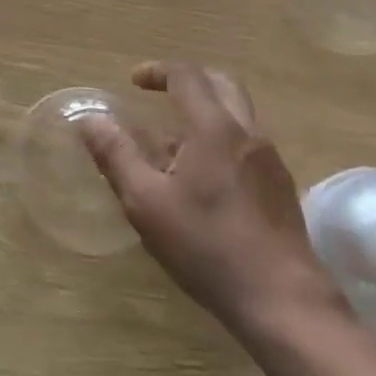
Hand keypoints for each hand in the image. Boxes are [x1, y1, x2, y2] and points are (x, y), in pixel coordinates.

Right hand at [79, 62, 342, 342]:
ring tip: (174, 144)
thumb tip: (90, 120)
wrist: (285, 303)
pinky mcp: (281, 188)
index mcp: (214, 128)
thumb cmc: (208, 247)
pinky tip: (203, 178)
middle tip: (160, 95)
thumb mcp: (146, 202)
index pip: (187, 77)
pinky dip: (221, 138)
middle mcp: (247, 134)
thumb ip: (116, 156)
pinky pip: (248, 143)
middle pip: (221, 84)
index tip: (134, 81)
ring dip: (206, 112)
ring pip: (238, 114)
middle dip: (188, 81)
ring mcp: (270, 161)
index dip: (158, 71)